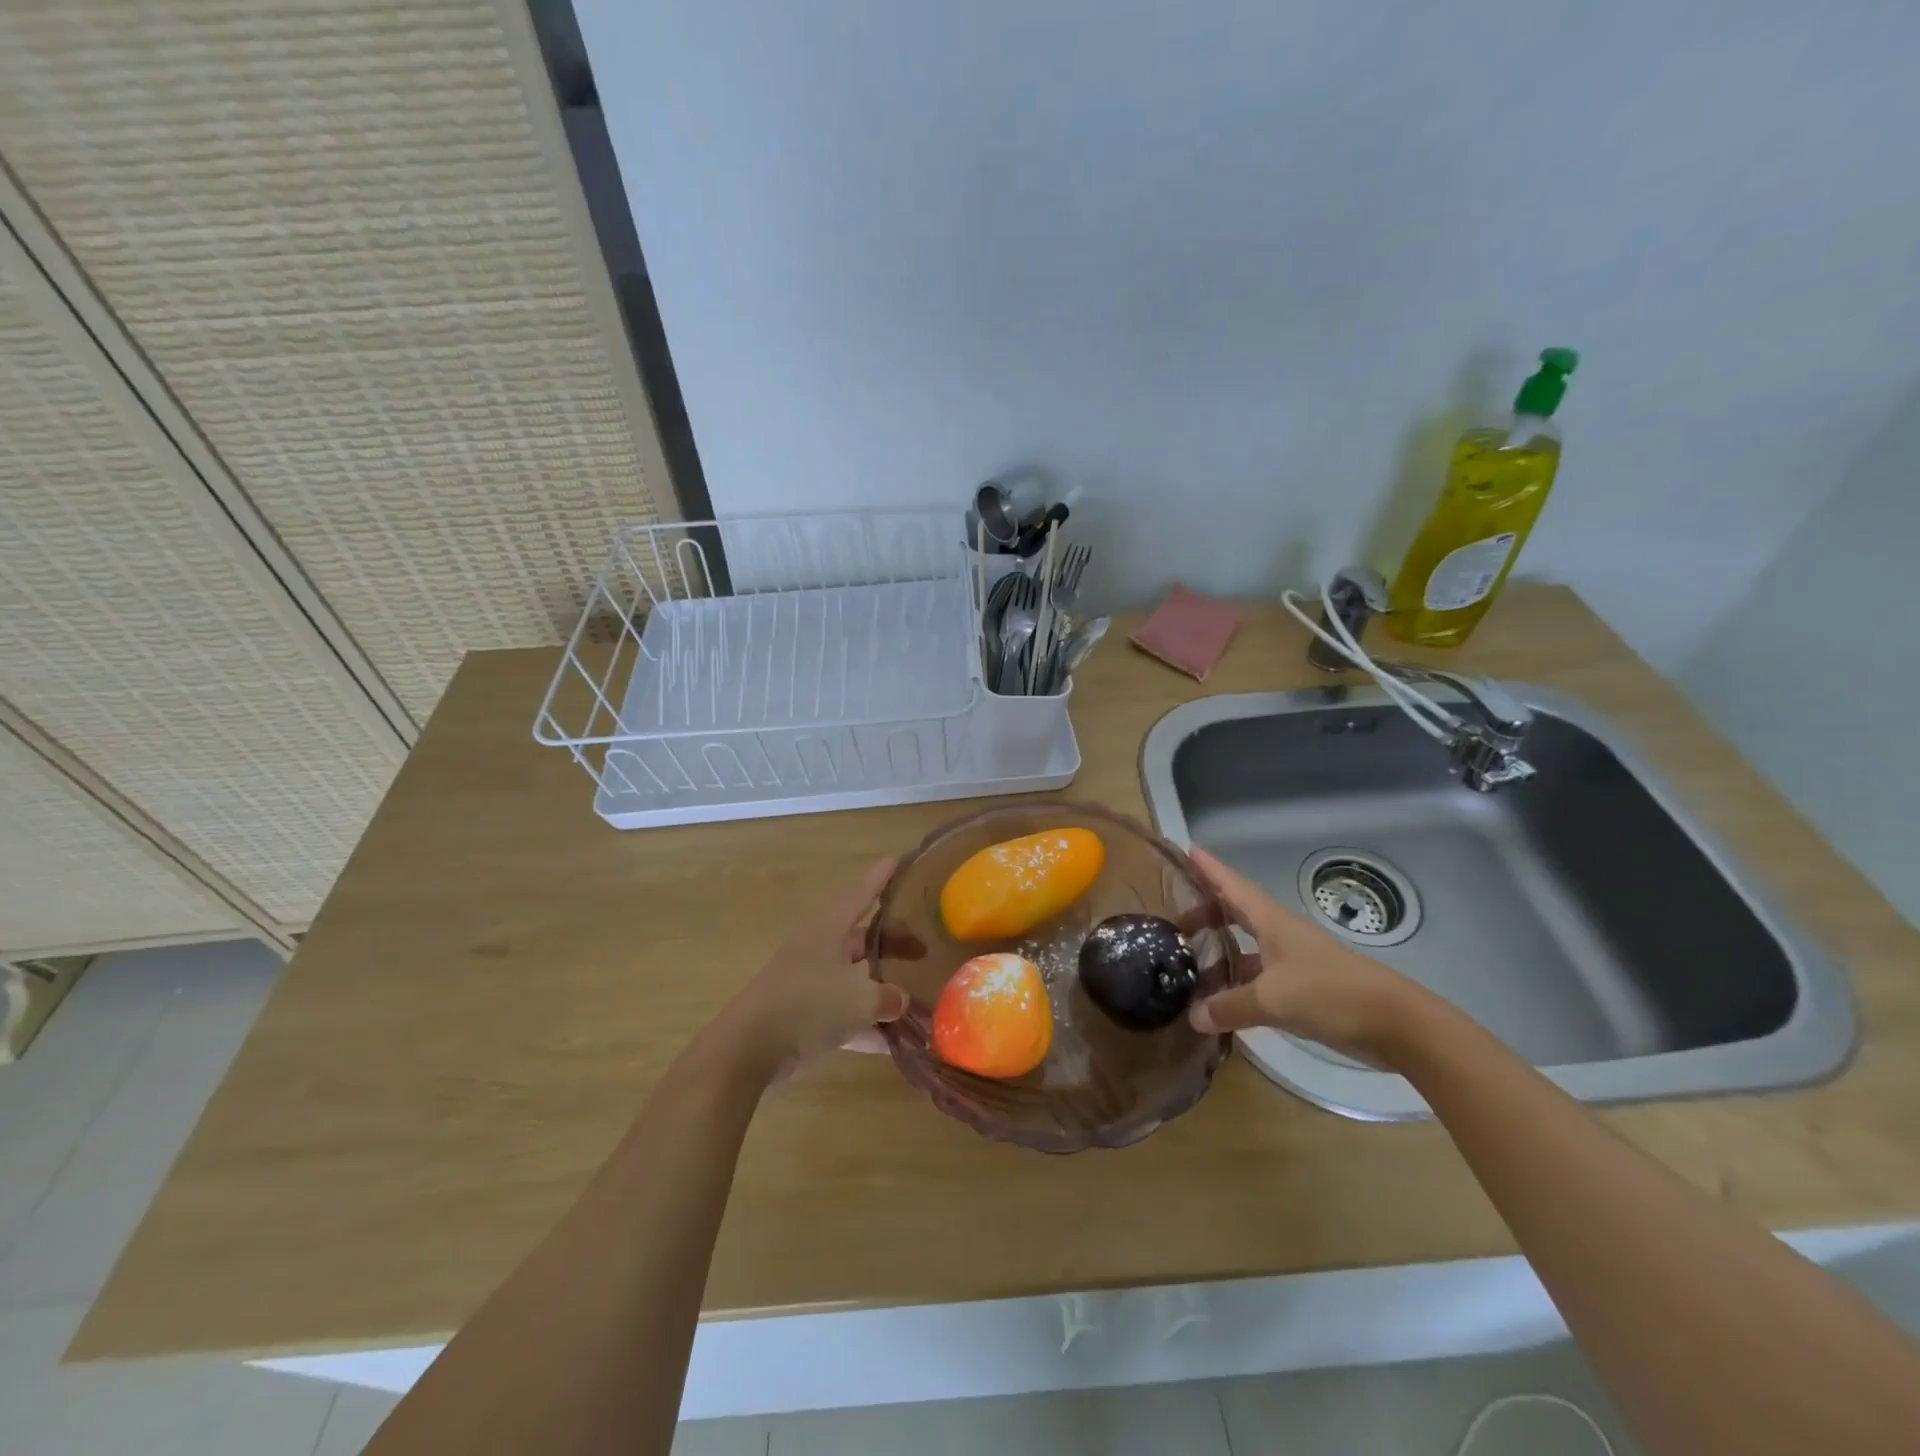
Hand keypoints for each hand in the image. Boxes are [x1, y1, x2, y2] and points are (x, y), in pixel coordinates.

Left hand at [713, 858, 912, 1080]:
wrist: (749, 1049)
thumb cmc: (808, 1005)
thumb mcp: (859, 999)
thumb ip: (887, 997)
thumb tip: (900, 999)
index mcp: (829, 929)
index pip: (861, 894)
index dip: (880, 878)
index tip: (899, 860)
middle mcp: (819, 949)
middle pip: (862, 940)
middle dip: (892, 945)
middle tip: (925, 949)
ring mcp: (809, 983)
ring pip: (854, 979)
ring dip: (882, 990)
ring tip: (917, 998)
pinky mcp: (803, 1016)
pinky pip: (843, 1014)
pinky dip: (866, 1024)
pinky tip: (893, 1044)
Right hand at [1185, 846, 1428, 1066]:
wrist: (1396, 1023)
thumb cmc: (1332, 993)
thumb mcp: (1273, 1000)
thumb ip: (1230, 1007)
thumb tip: (1192, 1016)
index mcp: (1272, 922)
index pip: (1233, 885)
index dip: (1209, 868)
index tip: (1185, 850)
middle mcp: (1279, 935)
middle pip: (1235, 914)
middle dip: (1205, 914)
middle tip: (1174, 924)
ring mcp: (1292, 961)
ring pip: (1245, 949)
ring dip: (1219, 954)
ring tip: (1189, 967)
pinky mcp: (1302, 988)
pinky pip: (1258, 978)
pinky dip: (1237, 985)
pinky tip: (1220, 1003)